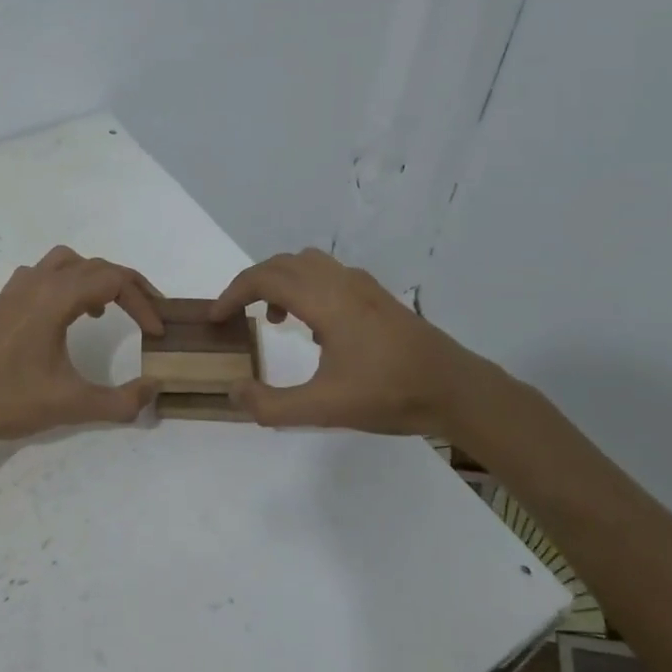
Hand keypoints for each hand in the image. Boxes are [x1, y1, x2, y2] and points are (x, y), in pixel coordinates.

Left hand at [0, 246, 164, 446]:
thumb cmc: (9, 399)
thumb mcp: (72, 404)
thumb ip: (120, 400)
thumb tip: (154, 389)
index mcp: (56, 297)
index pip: (115, 281)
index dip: (144, 302)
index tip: (157, 332)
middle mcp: (38, 282)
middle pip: (95, 266)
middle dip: (127, 287)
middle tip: (147, 315)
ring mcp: (16, 288)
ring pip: (67, 262)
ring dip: (94, 278)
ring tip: (106, 311)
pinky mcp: (3, 301)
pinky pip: (44, 274)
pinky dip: (66, 283)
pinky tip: (66, 317)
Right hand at [210, 249, 482, 433]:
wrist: (455, 389)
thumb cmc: (389, 394)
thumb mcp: (324, 408)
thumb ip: (272, 405)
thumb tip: (233, 391)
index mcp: (325, 301)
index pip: (265, 279)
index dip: (233, 294)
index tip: (216, 319)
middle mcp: (341, 282)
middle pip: (282, 264)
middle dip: (252, 284)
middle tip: (235, 315)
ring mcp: (363, 286)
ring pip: (307, 264)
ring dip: (280, 282)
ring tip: (273, 320)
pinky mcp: (378, 297)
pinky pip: (329, 275)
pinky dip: (306, 288)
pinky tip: (314, 329)